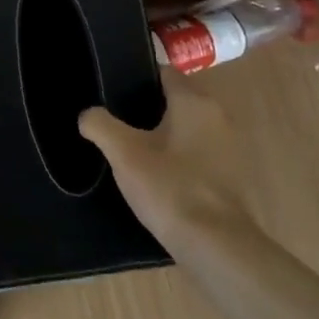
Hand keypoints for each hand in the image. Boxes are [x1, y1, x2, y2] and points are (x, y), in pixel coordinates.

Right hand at [79, 87, 246, 239]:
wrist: (215, 245)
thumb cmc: (169, 187)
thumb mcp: (123, 152)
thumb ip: (100, 125)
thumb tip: (88, 115)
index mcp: (195, 103)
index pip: (164, 73)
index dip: (137, 78)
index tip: (112, 91)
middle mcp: (219, 117)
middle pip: (176, 101)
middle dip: (147, 108)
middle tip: (115, 121)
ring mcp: (229, 148)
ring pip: (187, 129)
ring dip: (163, 136)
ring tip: (130, 149)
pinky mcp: (231, 177)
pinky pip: (196, 154)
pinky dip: (177, 158)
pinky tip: (155, 175)